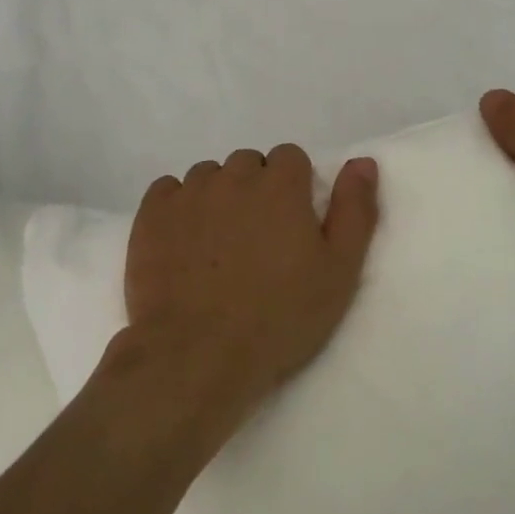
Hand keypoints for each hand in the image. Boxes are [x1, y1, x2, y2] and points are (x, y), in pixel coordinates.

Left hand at [123, 146, 378, 435]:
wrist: (197, 355)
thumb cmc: (278, 318)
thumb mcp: (339, 271)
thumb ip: (355, 210)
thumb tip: (363, 162)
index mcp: (281, 184)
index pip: (290, 157)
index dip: (294, 188)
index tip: (291, 225)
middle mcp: (234, 176)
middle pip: (248, 164)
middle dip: (255, 190)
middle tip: (256, 241)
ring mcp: (189, 192)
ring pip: (209, 176)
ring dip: (217, 198)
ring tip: (217, 247)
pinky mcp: (152, 213)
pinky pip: (168, 190)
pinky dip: (177, 207)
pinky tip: (182, 243)